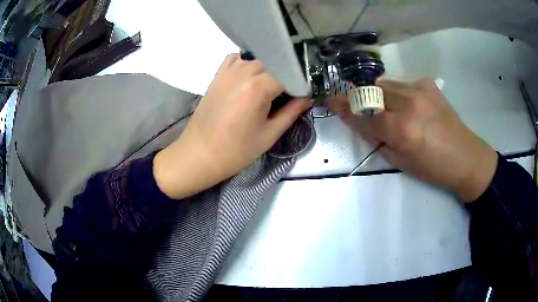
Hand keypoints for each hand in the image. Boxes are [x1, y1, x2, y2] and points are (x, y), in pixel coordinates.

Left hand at [154, 54, 310, 198]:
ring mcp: (228, 71)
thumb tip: (308, 98)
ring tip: (272, 84)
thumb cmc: (235, 151)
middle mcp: (243, 72)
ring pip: (257, 57)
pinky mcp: (217, 75)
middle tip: (291, 91)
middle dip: (287, 73)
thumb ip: (292, 112)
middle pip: (274, 61)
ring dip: (269, 67)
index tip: (306, 94)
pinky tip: (251, 75)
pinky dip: (247, 62)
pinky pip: (236, 58)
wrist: (199, 154)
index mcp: (258, 87)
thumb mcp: (269, 134)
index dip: (301, 83)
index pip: (289, 73)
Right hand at [330, 79, 497, 201]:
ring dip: (379, 94)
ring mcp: (419, 89)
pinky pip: (402, 84)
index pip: (363, 113)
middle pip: (372, 91)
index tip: (331, 101)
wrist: (465, 156)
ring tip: (386, 108)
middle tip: (356, 105)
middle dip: (360, 97)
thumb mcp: (400, 161)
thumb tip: (359, 122)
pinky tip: (408, 105)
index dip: (344, 107)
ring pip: (386, 83)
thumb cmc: (433, 168)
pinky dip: (397, 93)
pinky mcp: (428, 84)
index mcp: (401, 129)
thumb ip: (377, 138)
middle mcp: (408, 103)